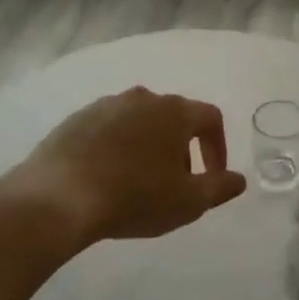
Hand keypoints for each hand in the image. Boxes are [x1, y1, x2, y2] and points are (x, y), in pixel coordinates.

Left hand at [0, 87, 243, 248]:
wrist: (59, 196)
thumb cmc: (134, 196)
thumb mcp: (187, 202)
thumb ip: (219, 187)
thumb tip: (239, 179)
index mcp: (174, 111)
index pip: (210, 117)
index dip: (218, 146)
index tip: (213, 176)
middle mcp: (143, 97)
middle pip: (174, 116)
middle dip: (182, 148)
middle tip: (176, 183)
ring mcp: (107, 104)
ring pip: (140, 121)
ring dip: (148, 145)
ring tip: (140, 182)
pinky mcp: (77, 118)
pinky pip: (109, 128)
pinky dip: (117, 146)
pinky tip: (107, 176)